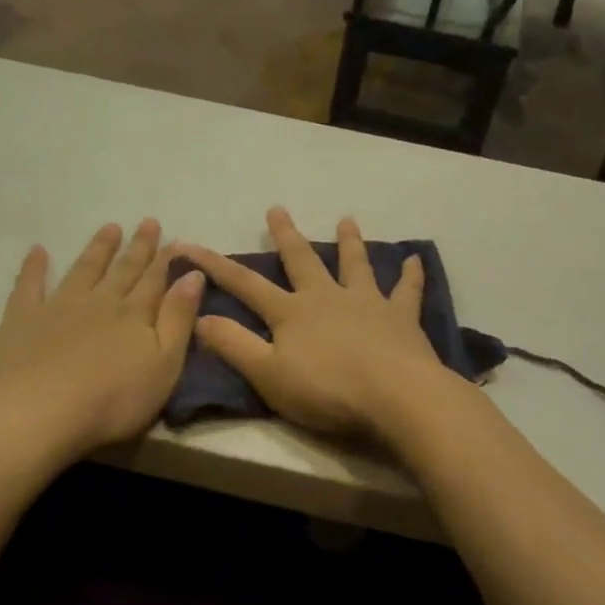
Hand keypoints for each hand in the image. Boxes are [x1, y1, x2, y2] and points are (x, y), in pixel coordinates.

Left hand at [0, 219, 203, 460]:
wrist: (43, 412)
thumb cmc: (114, 399)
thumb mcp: (164, 365)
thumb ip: (179, 319)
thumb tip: (194, 276)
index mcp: (135, 315)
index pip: (155, 281)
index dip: (167, 261)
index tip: (176, 240)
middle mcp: (100, 302)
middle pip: (123, 270)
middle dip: (138, 248)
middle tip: (148, 222)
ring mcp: (60, 307)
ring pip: (84, 270)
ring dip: (98, 249)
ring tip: (110, 228)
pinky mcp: (24, 319)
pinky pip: (30, 285)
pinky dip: (34, 267)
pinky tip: (38, 251)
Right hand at [179, 209, 448, 438]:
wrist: (395, 396)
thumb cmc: (326, 389)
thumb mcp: (267, 374)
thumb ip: (233, 345)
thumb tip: (199, 316)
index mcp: (292, 313)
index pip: (245, 284)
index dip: (215, 265)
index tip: (188, 245)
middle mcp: (327, 297)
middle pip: (302, 261)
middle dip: (286, 236)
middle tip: (278, 209)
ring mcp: (367, 303)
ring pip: (355, 265)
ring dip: (350, 242)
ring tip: (347, 220)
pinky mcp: (401, 317)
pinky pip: (407, 290)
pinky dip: (411, 275)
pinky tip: (416, 260)